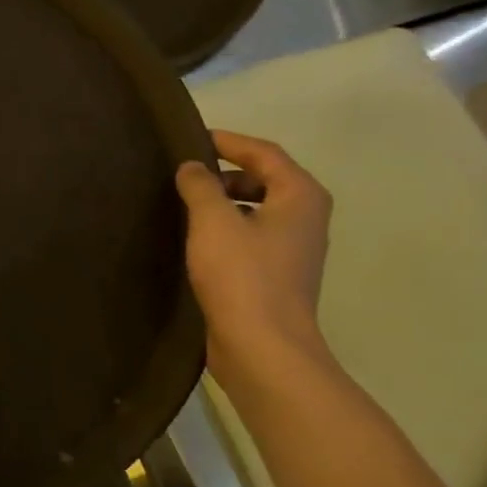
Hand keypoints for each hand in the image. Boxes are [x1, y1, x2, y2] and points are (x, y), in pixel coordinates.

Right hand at [175, 130, 332, 379]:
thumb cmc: (242, 276)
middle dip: (224, 173)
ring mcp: (292, 250)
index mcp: (300, 196)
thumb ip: (200, 185)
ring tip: (182, 204)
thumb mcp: (213, 221)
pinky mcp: (275, 276)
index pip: (264, 152)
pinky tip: (193, 240)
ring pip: (255, 210)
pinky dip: (225, 230)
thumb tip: (192, 167)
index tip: (192, 138)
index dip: (228, 141)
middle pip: (264, 179)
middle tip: (183, 173)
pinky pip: (249, 237)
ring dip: (222, 203)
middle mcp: (304, 218)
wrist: (263, 348)